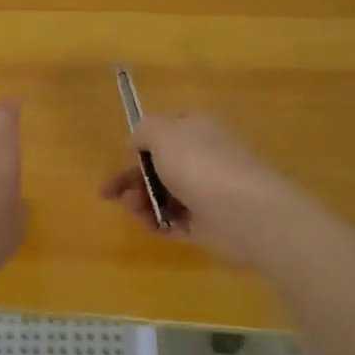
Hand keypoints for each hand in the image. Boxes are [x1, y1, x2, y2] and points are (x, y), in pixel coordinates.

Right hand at [99, 112, 293, 266]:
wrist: (245, 213)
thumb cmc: (200, 165)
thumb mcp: (162, 133)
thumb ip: (143, 131)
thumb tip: (137, 144)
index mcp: (196, 129)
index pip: (164, 131)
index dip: (140, 144)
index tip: (122, 158)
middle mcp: (203, 157)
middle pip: (159, 167)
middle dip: (132, 179)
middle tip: (109, 193)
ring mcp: (207, 191)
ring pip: (164, 195)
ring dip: (141, 202)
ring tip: (135, 209)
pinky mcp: (208, 223)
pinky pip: (175, 221)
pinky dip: (158, 223)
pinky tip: (150, 225)